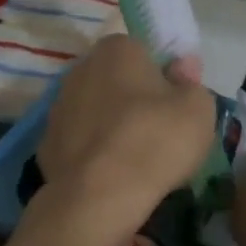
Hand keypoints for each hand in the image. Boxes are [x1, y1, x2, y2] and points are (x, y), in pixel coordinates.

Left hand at [37, 36, 214, 231]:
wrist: (99, 197)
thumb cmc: (155, 140)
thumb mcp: (198, 109)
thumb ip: (192, 82)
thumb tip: (182, 68)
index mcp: (118, 49)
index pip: (143, 51)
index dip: (162, 76)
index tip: (175, 104)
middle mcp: (81, 69)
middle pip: (116, 80)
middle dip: (134, 99)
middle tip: (159, 131)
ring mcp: (58, 107)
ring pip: (95, 111)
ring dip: (112, 126)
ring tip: (136, 159)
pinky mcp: (46, 145)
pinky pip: (80, 142)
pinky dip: (94, 154)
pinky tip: (111, 176)